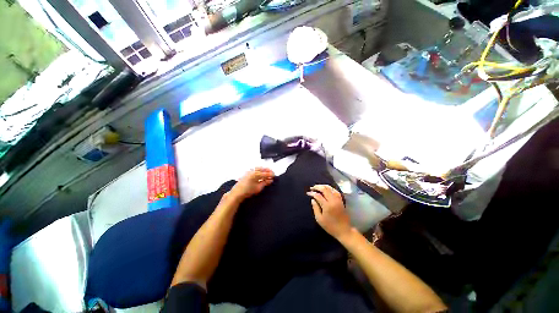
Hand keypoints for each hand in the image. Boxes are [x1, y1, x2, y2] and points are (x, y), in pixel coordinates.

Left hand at [230, 167, 274, 200]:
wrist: (237, 193)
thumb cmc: (247, 191)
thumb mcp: (258, 188)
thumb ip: (265, 183)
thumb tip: (270, 180)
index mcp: (256, 174)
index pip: (266, 173)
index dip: (271, 175)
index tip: (274, 176)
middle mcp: (253, 171)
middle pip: (262, 169)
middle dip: (268, 171)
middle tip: (272, 173)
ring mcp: (249, 171)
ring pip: (258, 168)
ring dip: (264, 170)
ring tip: (267, 172)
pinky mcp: (247, 173)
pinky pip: (255, 169)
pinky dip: (259, 170)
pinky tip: (261, 173)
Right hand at [307, 185, 352, 240]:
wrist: (344, 230)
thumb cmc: (330, 226)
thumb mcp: (319, 219)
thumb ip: (315, 208)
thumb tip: (312, 199)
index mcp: (327, 206)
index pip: (318, 195)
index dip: (312, 193)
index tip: (308, 193)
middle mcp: (333, 201)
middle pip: (325, 189)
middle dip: (317, 187)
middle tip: (312, 188)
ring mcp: (338, 200)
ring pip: (331, 188)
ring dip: (323, 186)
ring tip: (318, 187)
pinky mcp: (341, 201)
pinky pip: (336, 191)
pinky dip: (330, 188)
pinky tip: (327, 189)